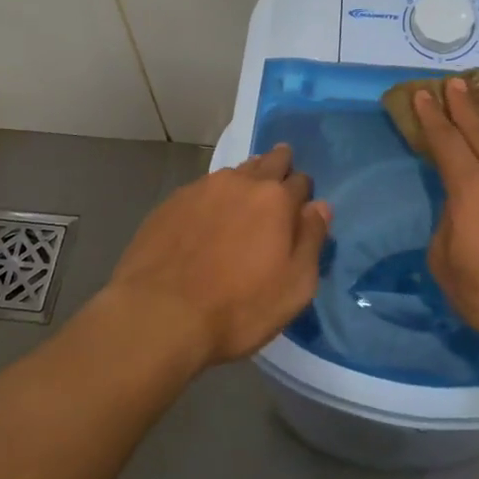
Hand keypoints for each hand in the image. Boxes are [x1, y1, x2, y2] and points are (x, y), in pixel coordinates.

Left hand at [107, 145, 330, 367]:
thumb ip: (312, 240)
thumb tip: (319, 207)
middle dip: (278, 167)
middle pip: (267, 162)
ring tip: (242, 203)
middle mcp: (240, 182)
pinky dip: (212, 200)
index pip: (301, 181)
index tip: (300, 208)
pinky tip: (205, 222)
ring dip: (244, 182)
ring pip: (233, 174)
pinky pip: (202, 191)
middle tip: (277, 184)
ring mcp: (201, 189)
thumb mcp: (295, 287)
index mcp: (275, 199)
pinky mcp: (170, 203)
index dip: (303, 194)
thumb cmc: (238, 307)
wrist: (158, 316)